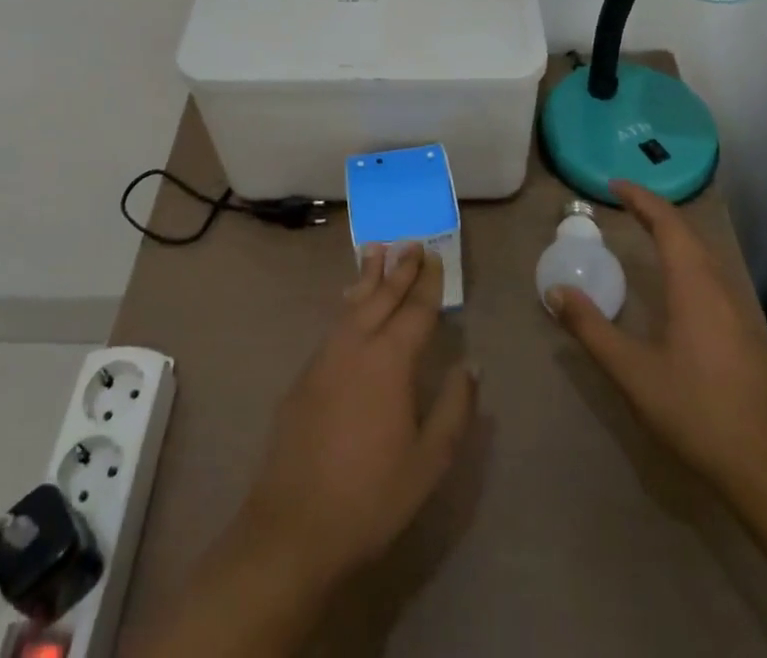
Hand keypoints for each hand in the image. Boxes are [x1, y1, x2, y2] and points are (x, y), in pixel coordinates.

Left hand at [233, 243, 477, 590]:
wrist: (294, 524)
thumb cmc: (371, 495)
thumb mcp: (429, 461)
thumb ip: (455, 408)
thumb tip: (472, 365)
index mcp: (390, 361)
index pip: (415, 311)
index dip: (427, 283)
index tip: (434, 256)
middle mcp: (356, 345)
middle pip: (382, 296)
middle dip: (398, 268)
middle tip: (410, 242)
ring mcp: (325, 356)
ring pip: (352, 303)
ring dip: (368, 276)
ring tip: (376, 250)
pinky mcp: (305, 373)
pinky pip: (334, 323)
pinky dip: (349, 303)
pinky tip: (351, 302)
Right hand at [547, 180, 766, 496]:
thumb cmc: (696, 412)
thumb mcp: (632, 372)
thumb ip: (591, 329)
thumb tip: (557, 291)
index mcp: (694, 287)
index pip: (668, 225)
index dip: (642, 199)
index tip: (615, 185)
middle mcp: (720, 289)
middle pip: (689, 234)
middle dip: (657, 212)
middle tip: (625, 202)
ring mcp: (740, 312)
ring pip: (705, 255)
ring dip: (675, 235)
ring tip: (647, 231)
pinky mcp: (748, 335)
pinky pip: (713, 275)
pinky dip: (689, 258)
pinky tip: (678, 280)